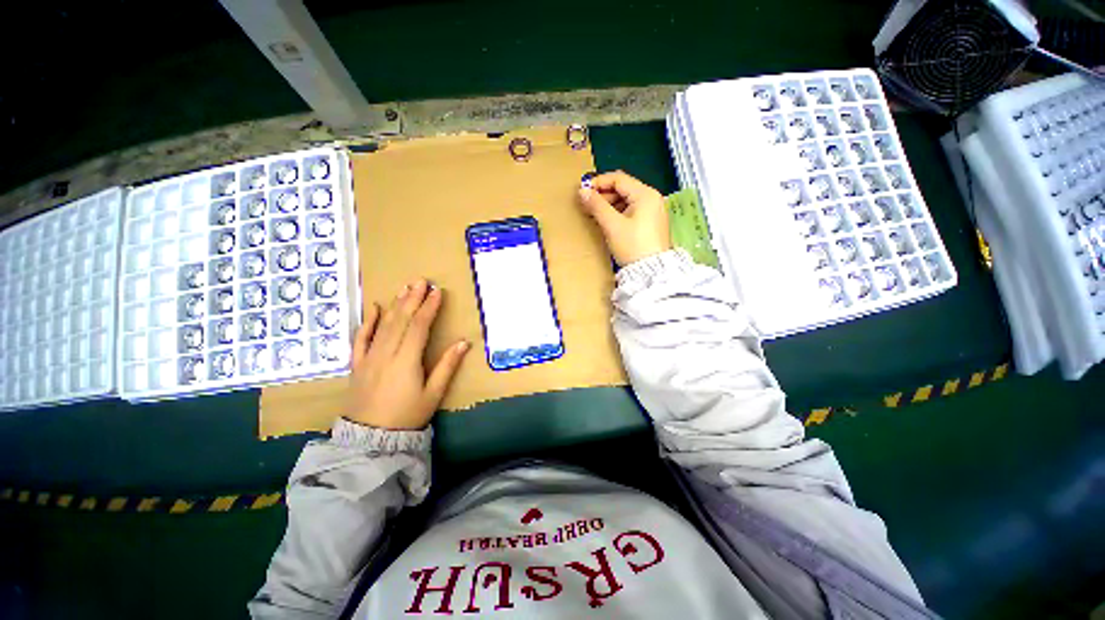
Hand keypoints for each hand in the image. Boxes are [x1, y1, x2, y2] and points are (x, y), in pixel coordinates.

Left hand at [347, 279, 469, 429]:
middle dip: (412, 299)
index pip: (419, 326)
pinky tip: (374, 308)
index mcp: (406, 360)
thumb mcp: (433, 394)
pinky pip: (360, 338)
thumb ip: (448, 366)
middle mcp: (386, 353)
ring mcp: (369, 357)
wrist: (370, 439)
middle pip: (401, 320)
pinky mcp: (358, 364)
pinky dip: (367, 322)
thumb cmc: (408, 416)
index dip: (429, 308)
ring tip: (405, 288)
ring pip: (383, 325)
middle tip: (421, 281)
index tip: (437, 292)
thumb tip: (464, 342)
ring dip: (395, 304)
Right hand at [577, 171, 671, 266]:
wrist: (652, 272)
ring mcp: (653, 211)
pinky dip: (618, 212)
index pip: (619, 179)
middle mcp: (652, 198)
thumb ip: (597, 206)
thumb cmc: (632, 246)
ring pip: (627, 200)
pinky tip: (607, 221)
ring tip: (594, 214)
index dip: (599, 182)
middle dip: (604, 194)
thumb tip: (582, 191)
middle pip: (623, 188)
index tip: (583, 190)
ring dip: (609, 204)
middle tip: (587, 205)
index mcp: (645, 194)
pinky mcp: (651, 223)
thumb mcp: (612, 225)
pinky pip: (632, 210)